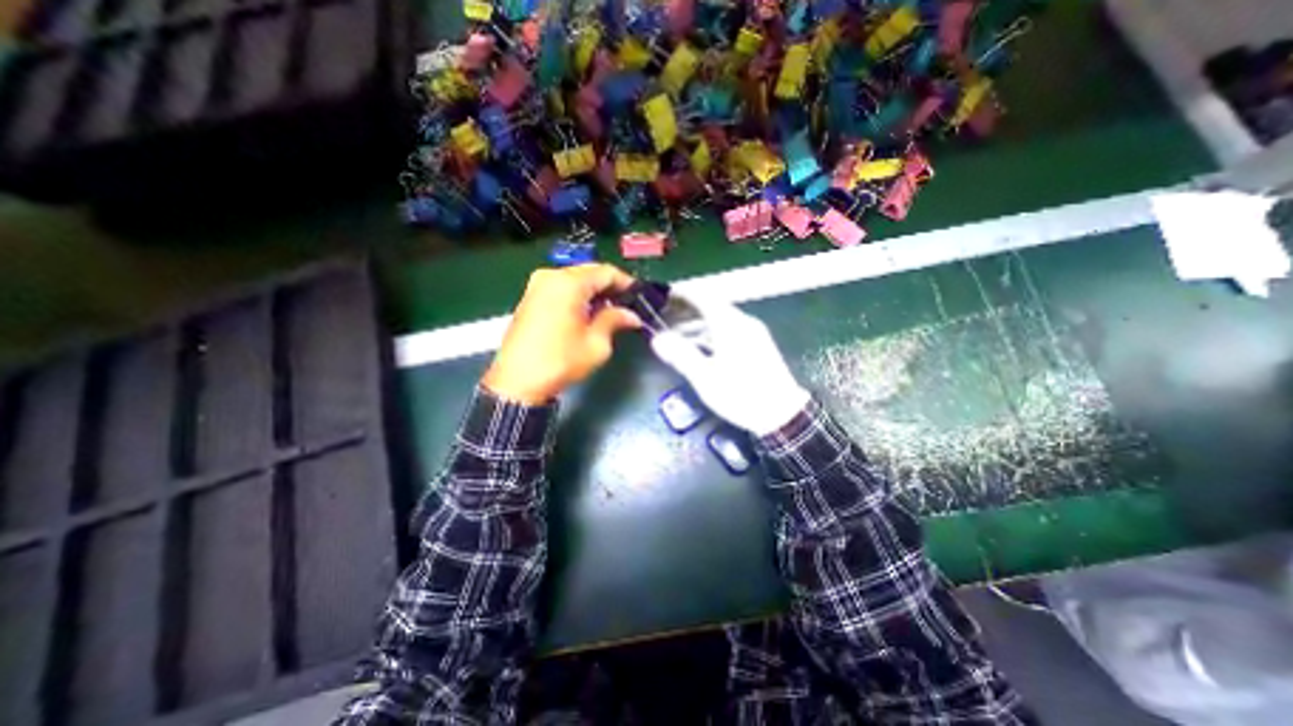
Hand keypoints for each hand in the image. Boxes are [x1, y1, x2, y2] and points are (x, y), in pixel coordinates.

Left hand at [482, 263, 642, 403]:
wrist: (517, 382)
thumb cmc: (561, 362)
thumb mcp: (596, 343)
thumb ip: (614, 320)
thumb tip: (631, 315)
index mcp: (569, 283)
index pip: (605, 272)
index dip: (626, 282)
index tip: (638, 296)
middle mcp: (550, 276)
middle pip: (588, 272)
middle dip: (609, 287)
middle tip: (626, 305)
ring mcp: (536, 286)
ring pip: (574, 280)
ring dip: (593, 292)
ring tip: (609, 311)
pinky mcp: (529, 298)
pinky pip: (560, 288)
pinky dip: (576, 296)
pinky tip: (586, 313)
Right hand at [646, 294, 805, 434]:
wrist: (781, 414)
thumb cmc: (740, 394)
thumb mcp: (705, 377)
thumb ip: (680, 354)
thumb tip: (657, 339)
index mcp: (730, 324)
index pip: (703, 296)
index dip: (683, 294)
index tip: (664, 295)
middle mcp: (743, 322)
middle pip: (711, 306)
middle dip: (687, 309)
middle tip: (665, 316)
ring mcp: (753, 333)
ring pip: (720, 320)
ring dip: (697, 323)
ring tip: (677, 333)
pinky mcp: (757, 345)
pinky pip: (728, 330)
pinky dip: (711, 333)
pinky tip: (700, 347)